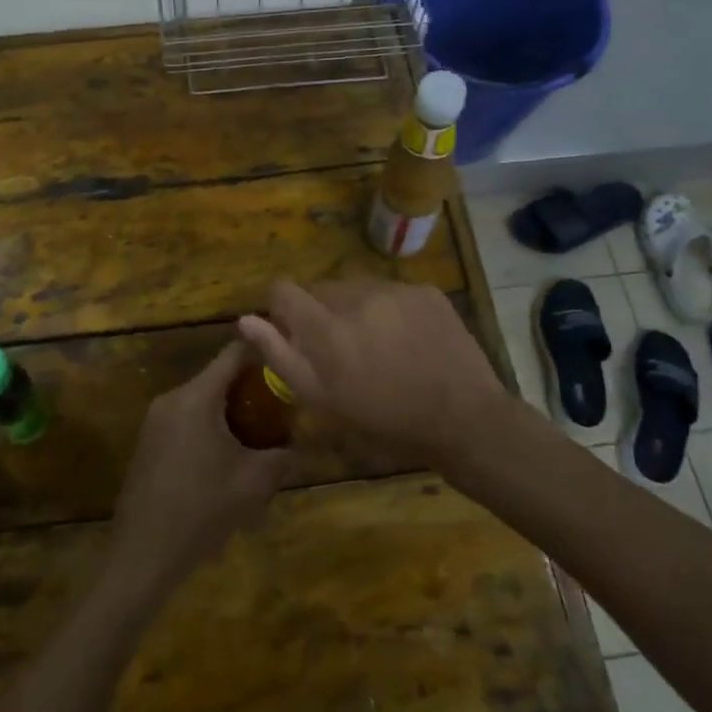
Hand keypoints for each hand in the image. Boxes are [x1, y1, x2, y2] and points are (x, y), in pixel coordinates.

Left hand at [106, 343, 292, 599]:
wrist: (142, 556)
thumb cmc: (202, 511)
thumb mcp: (254, 483)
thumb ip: (282, 454)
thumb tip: (299, 441)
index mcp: (196, 397)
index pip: (234, 353)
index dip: (263, 351)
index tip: (288, 357)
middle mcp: (172, 399)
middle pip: (218, 379)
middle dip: (250, 391)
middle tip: (280, 410)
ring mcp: (155, 421)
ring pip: (202, 402)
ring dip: (229, 414)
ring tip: (256, 440)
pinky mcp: (147, 443)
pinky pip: (186, 422)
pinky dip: (209, 429)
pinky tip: (224, 463)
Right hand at [237, 281, 503, 465]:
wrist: (465, 420)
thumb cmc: (387, 422)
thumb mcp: (325, 402)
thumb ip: (281, 357)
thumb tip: (246, 320)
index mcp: (327, 328)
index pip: (282, 290)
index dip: (279, 308)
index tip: (291, 331)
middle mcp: (357, 297)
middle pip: (320, 290)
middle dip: (320, 313)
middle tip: (340, 350)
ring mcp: (395, 290)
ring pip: (356, 289)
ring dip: (354, 309)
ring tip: (376, 346)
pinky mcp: (425, 291)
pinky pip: (391, 292)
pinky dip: (388, 309)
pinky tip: (406, 341)